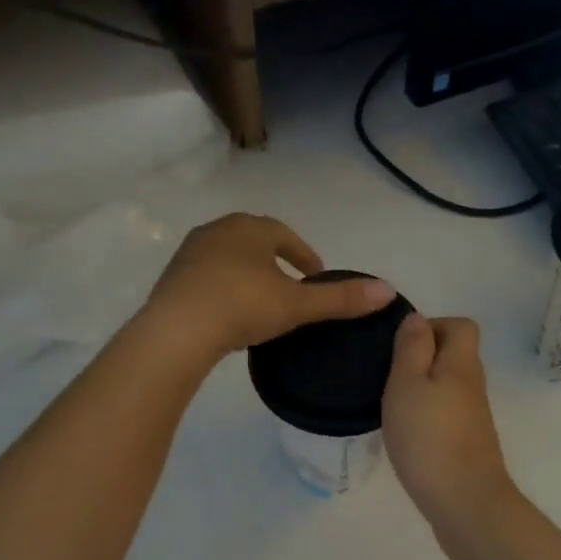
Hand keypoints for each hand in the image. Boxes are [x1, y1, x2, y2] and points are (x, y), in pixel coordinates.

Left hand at [143, 213, 395, 361]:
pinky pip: (207, 278)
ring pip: (229, 259)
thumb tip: (388, 292)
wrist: (177, 331)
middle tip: (292, 288)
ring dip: (248, 275)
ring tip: (262, 303)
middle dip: (276, 262)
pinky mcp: (172, 278)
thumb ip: (340, 299)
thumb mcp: (297, 305)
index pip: (285, 235)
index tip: (316, 276)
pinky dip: (224, 289)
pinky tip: (230, 315)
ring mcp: (190, 253)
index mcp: (249, 228)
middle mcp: (217, 230)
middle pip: (255, 242)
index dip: (305, 255)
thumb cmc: (242, 307)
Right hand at [382, 314, 517, 530]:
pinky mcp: (467, 444)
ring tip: (390, 405)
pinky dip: (426, 415)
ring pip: (448, 386)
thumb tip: (417, 318)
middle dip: (421, 359)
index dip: (432, 326)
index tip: (399, 346)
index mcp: (461, 364)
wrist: (465, 503)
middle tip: (387, 377)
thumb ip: (411, 348)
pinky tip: (405, 433)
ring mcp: (473, 417)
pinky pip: (445, 414)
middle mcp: (473, 385)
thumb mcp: (408, 384)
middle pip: (454, 355)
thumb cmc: (429, 438)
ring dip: (421, 389)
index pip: (461, 325)